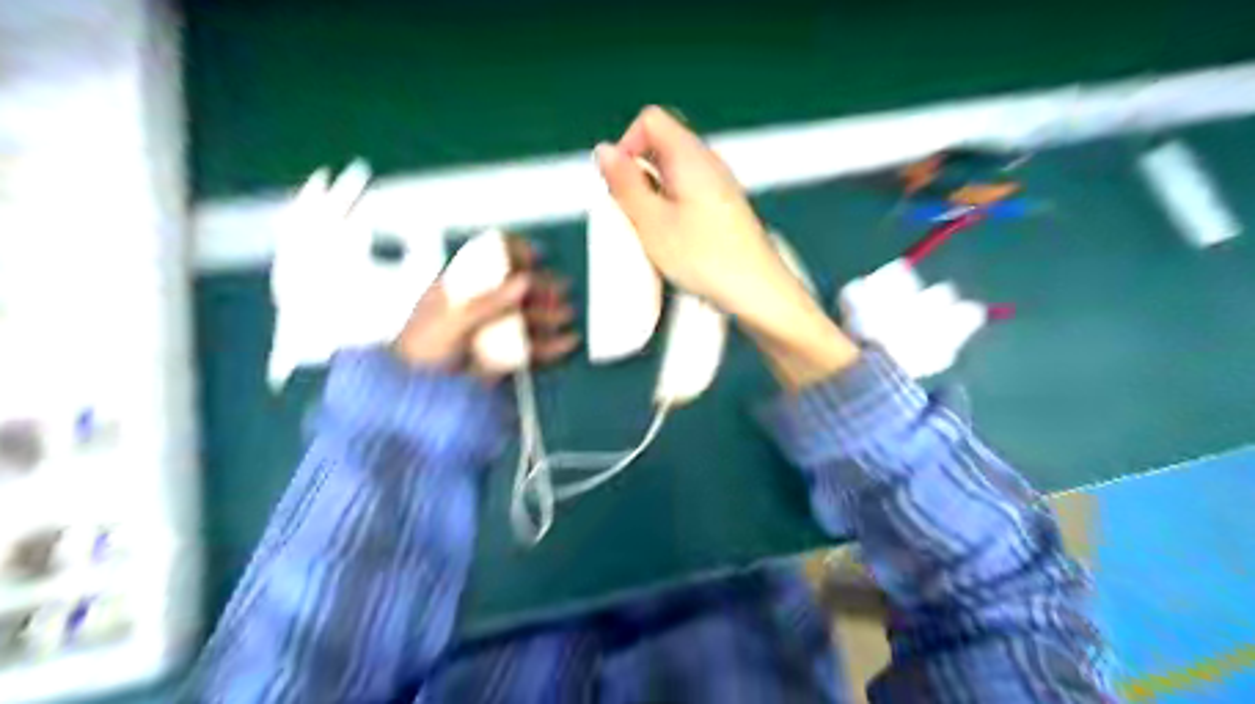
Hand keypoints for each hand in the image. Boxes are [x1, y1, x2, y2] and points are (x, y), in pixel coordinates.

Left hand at [390, 270, 577, 378]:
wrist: (413, 393)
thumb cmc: (422, 350)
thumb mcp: (453, 320)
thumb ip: (489, 301)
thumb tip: (523, 281)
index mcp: (462, 287)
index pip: (490, 259)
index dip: (514, 253)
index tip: (535, 256)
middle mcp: (480, 305)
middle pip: (516, 289)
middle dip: (542, 287)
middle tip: (561, 290)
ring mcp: (492, 331)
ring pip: (528, 317)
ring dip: (550, 314)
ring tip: (568, 314)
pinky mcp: (501, 357)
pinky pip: (530, 348)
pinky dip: (550, 346)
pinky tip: (566, 342)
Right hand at [595, 106, 857, 389]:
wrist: (758, 292)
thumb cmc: (707, 260)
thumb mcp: (651, 223)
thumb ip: (624, 185)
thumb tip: (603, 151)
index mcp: (690, 156)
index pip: (650, 120)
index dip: (626, 145)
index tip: (619, 184)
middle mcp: (708, 163)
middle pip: (660, 148)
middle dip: (636, 177)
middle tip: (633, 215)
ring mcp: (719, 185)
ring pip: (672, 175)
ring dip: (652, 198)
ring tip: (652, 235)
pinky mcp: (724, 209)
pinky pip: (687, 196)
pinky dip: (671, 211)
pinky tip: (673, 243)